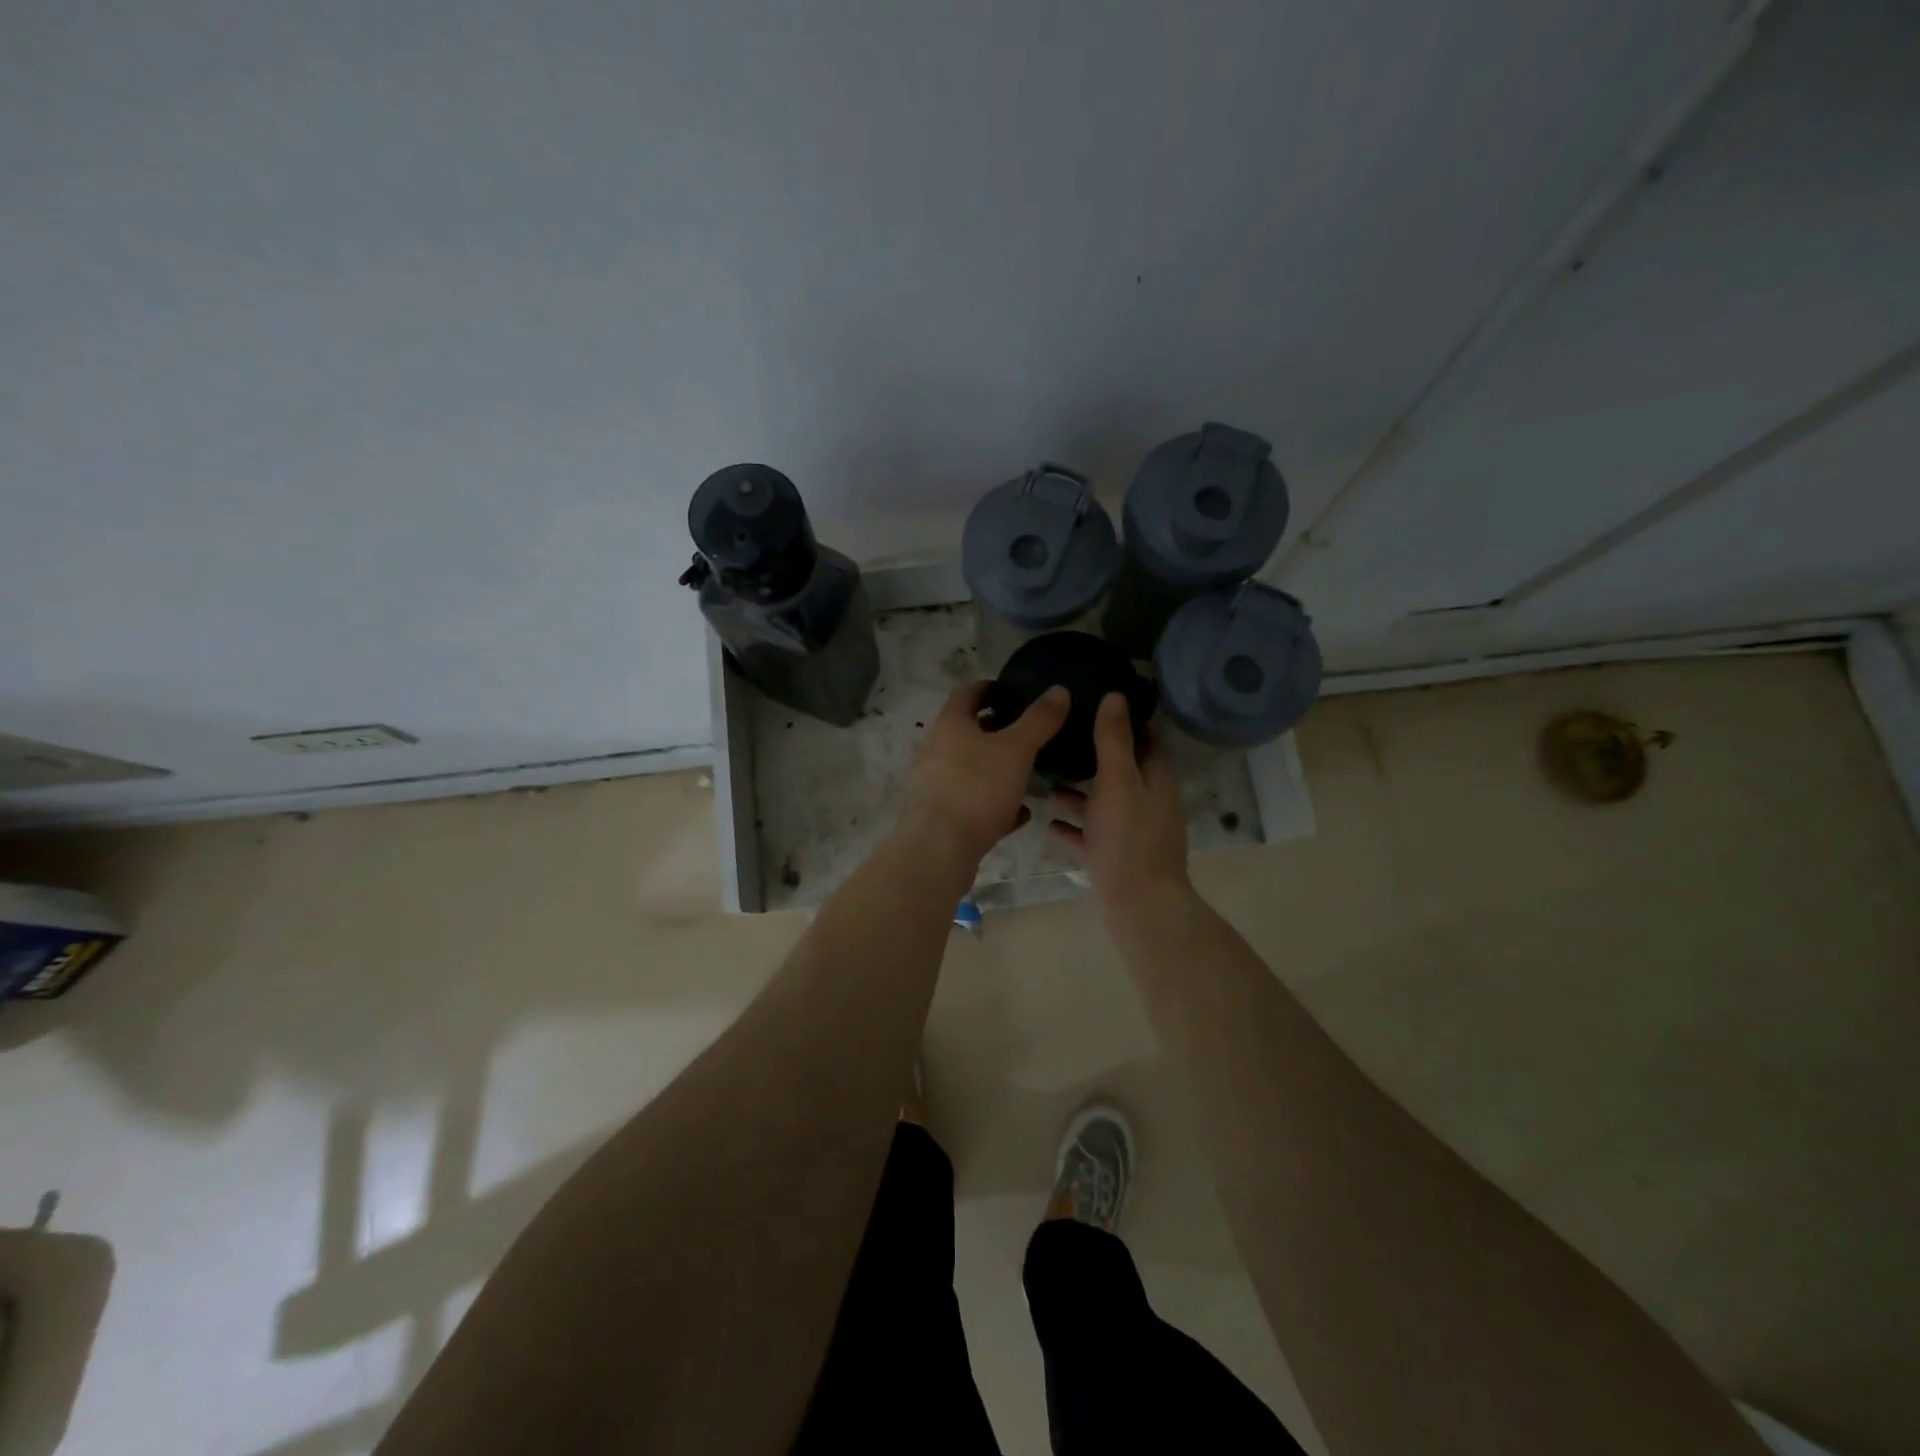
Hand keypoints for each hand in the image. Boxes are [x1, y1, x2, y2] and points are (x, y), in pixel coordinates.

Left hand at [899, 681, 1069, 867]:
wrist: (938, 849)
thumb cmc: (976, 788)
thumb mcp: (1016, 749)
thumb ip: (1039, 720)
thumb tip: (1059, 690)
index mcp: (950, 725)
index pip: (968, 693)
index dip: (991, 688)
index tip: (1015, 692)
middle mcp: (936, 750)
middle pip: (968, 732)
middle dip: (998, 730)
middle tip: (1029, 732)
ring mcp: (935, 785)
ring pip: (972, 769)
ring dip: (998, 768)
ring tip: (1029, 772)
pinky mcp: (941, 816)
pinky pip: (973, 802)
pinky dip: (995, 803)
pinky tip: (1019, 813)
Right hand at [1049, 693, 1189, 908]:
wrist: (1138, 905)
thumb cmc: (1129, 838)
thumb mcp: (1118, 781)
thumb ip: (1114, 740)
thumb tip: (1115, 696)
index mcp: (1155, 780)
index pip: (1144, 741)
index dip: (1122, 722)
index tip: (1091, 706)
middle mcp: (1147, 803)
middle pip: (1120, 772)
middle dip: (1092, 757)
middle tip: (1058, 740)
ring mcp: (1132, 833)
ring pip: (1103, 804)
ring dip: (1078, 792)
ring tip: (1043, 779)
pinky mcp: (1115, 858)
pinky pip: (1091, 835)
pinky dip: (1073, 826)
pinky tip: (1046, 821)